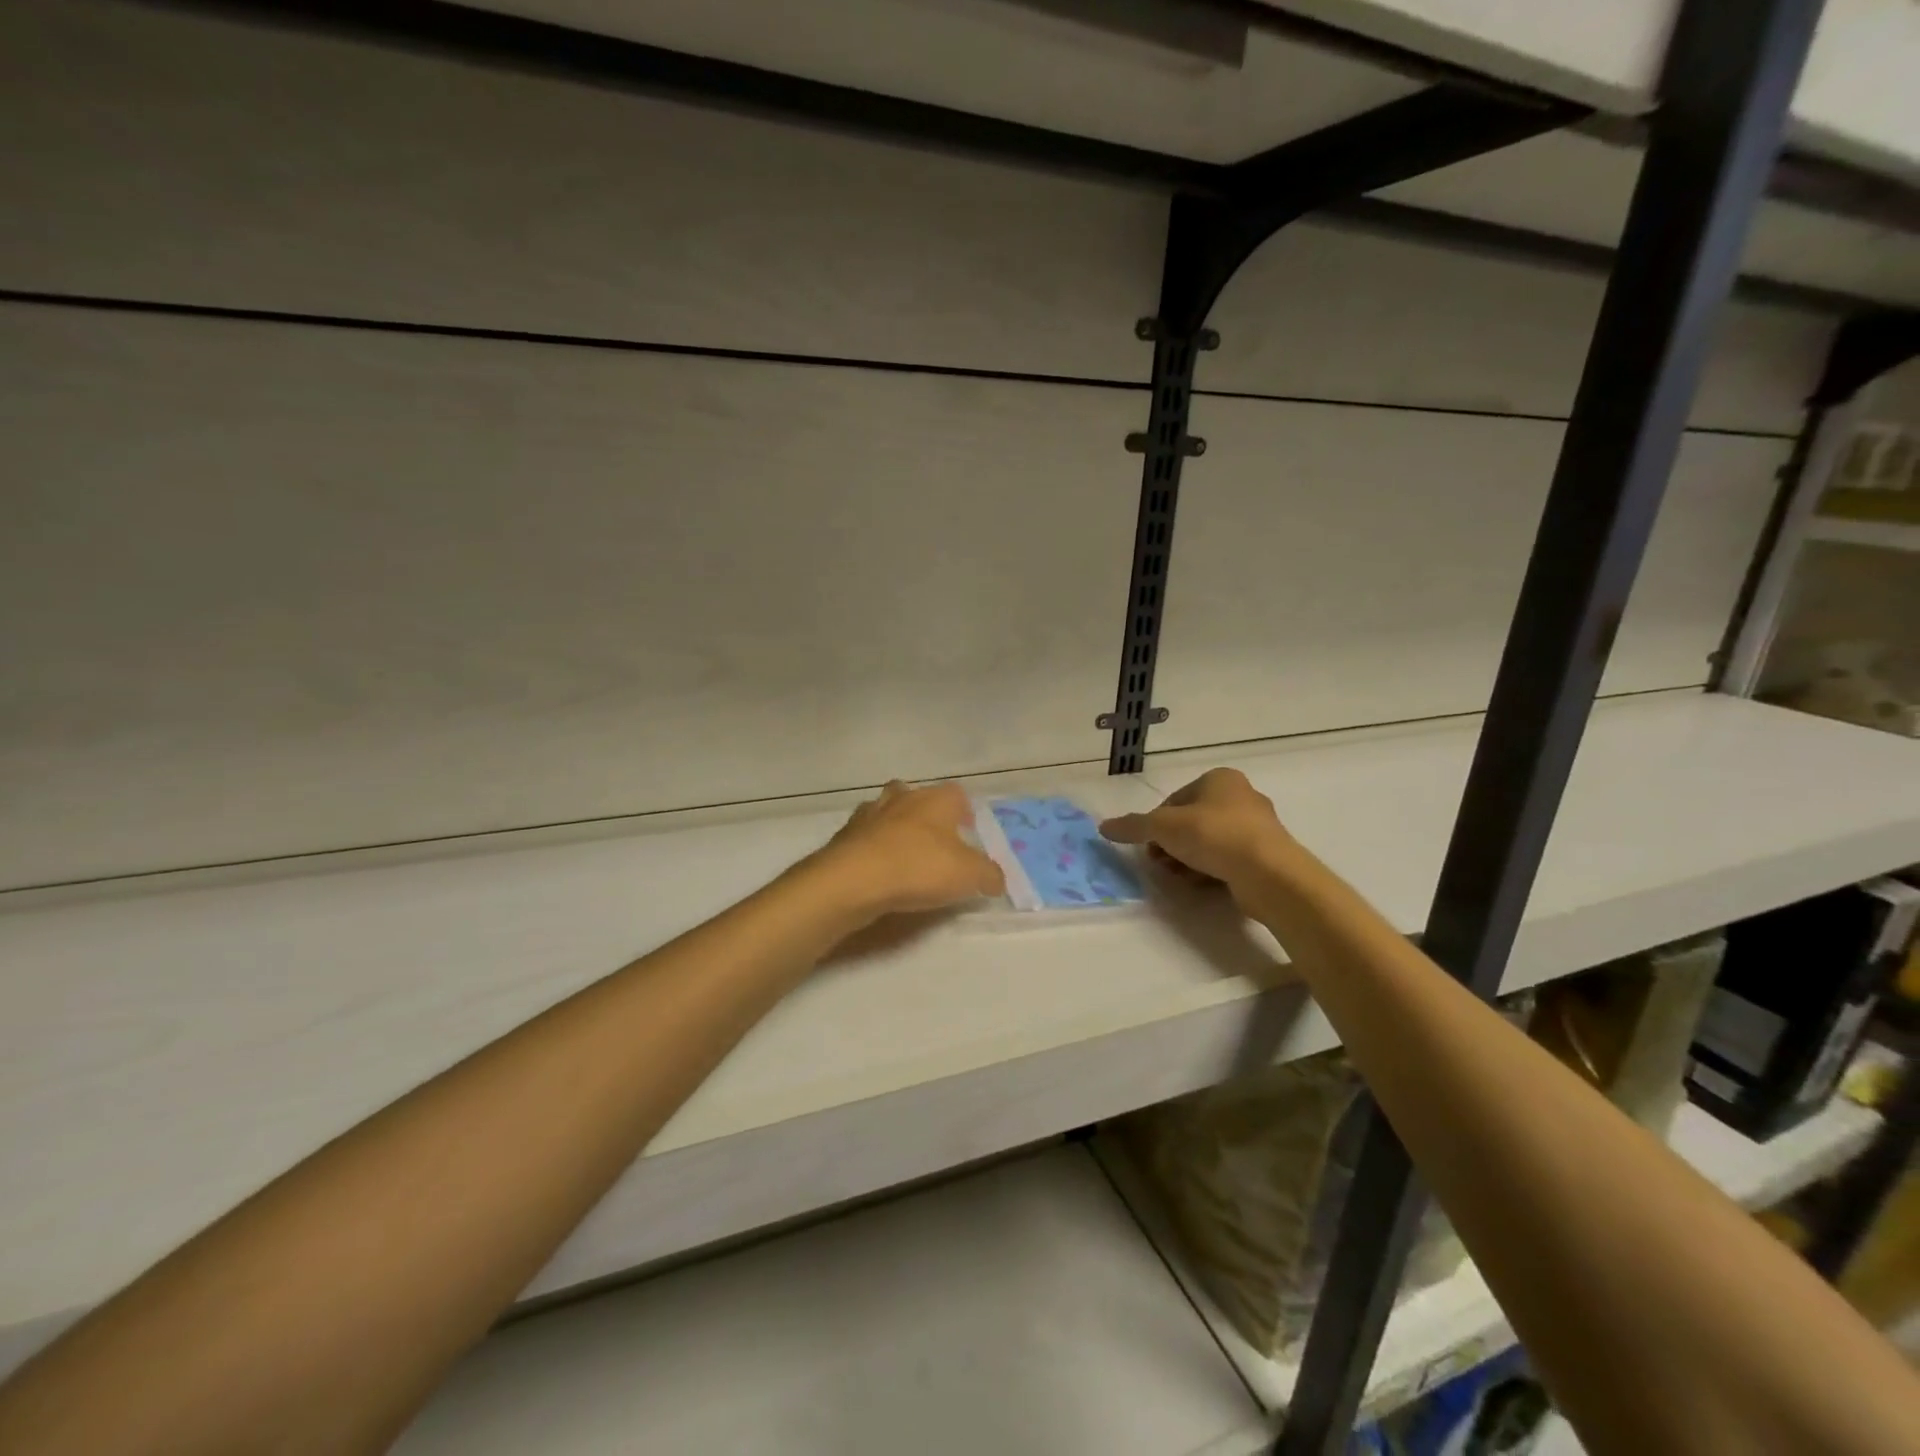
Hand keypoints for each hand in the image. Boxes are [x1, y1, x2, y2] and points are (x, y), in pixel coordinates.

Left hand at [812, 781, 1006, 919]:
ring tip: (904, 854)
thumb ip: (989, 874)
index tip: (969, 830)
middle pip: (917, 795)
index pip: (957, 794)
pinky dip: (872, 847)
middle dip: (925, 813)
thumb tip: (997, 879)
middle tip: (935, 841)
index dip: (965, 811)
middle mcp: (902, 798)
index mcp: (936, 800)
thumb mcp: (969, 875)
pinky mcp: (844, 836)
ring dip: (895, 827)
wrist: (854, 879)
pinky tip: (877, 868)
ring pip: (886, 811)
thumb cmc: (919, 867)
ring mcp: (869, 814)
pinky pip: (864, 836)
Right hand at [1099, 768, 1298, 905]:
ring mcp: (1257, 827)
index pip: (1175, 800)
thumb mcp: (1164, 827)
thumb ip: (1133, 826)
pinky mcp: (1266, 856)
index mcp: (1220, 779)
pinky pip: (1228, 860)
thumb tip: (1104, 827)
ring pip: (1209, 842)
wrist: (1268, 873)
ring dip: (1188, 859)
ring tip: (1178, 876)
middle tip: (1159, 863)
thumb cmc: (1214, 835)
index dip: (1156, 823)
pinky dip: (1211, 870)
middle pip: (1191, 821)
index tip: (1149, 845)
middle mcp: (1241, 797)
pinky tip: (1200, 884)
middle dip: (1171, 844)